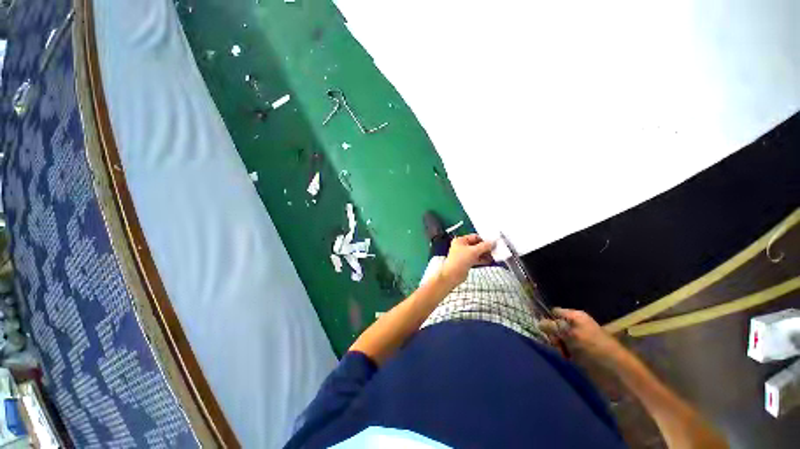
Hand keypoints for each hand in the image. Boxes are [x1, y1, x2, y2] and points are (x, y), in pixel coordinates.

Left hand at [439, 234, 494, 286]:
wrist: (452, 275)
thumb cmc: (459, 260)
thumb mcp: (473, 251)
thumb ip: (484, 246)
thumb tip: (492, 242)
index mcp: (460, 240)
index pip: (474, 237)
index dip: (484, 239)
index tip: (493, 242)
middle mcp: (461, 246)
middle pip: (476, 245)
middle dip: (485, 248)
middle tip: (495, 249)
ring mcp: (464, 255)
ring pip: (477, 252)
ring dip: (485, 254)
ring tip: (494, 255)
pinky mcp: (466, 262)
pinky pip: (476, 259)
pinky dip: (482, 259)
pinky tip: (490, 261)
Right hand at [541, 308, 623, 361]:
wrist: (616, 371)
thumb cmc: (593, 347)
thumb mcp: (571, 333)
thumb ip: (553, 327)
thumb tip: (538, 322)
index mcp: (576, 316)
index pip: (555, 312)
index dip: (547, 317)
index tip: (540, 327)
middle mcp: (577, 325)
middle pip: (556, 325)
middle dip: (551, 333)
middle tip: (553, 342)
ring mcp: (579, 340)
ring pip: (559, 338)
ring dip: (556, 344)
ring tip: (560, 352)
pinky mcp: (581, 353)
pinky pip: (565, 349)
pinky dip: (562, 352)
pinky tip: (564, 358)